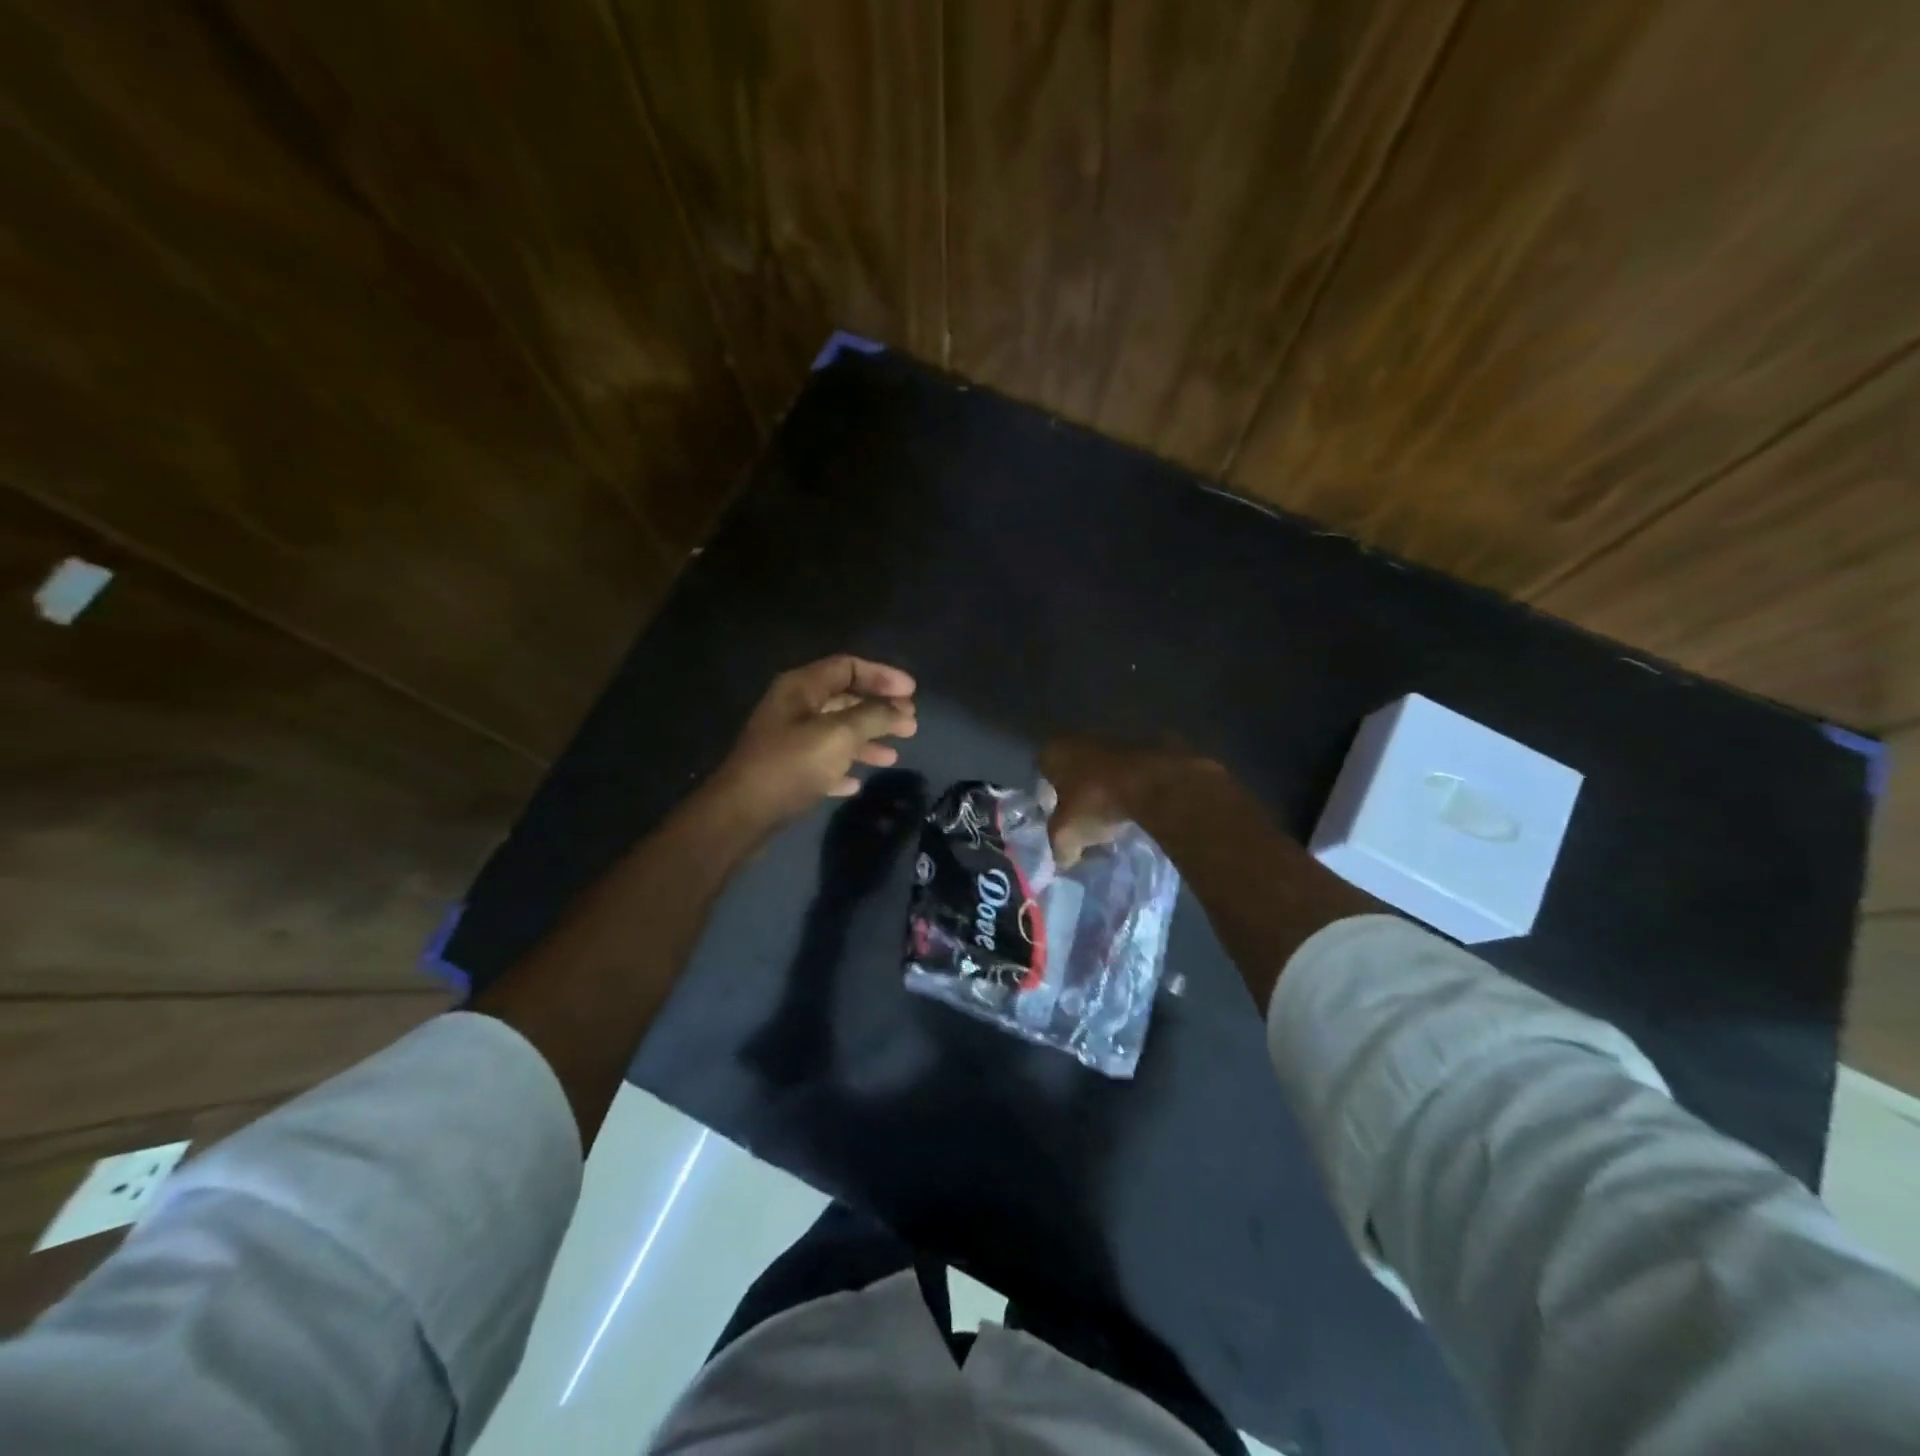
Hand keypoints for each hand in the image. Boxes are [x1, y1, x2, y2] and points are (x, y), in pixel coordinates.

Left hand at [709, 655, 918, 828]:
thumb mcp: (838, 735)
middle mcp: (794, 707)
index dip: (883, 676)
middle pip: (845, 699)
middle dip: (880, 710)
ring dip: (867, 740)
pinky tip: (857, 782)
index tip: (912, 693)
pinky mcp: (786, 770)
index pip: (848, 667)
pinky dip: (843, 767)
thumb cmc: (791, 766)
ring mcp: (788, 740)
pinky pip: (823, 761)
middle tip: (910, 724)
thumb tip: (899, 709)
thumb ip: (873, 716)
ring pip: (836, 732)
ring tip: (894, 756)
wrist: (742, 814)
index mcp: (801, 687)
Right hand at [1039, 739, 1222, 868]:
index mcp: (1055, 751)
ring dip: (1106, 783)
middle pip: (1074, 766)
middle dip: (1078, 788)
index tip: (1058, 815)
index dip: (1048, 795)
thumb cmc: (1098, 801)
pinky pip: (1130, 765)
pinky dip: (1131, 779)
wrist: (1155, 781)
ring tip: (1114, 810)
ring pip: (1103, 764)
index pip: (1042, 772)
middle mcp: (1080, 736)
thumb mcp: (1068, 834)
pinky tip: (1137, 801)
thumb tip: (1062, 860)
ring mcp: (1116, 735)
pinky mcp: (1146, 740)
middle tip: (1085, 814)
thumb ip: (1059, 847)